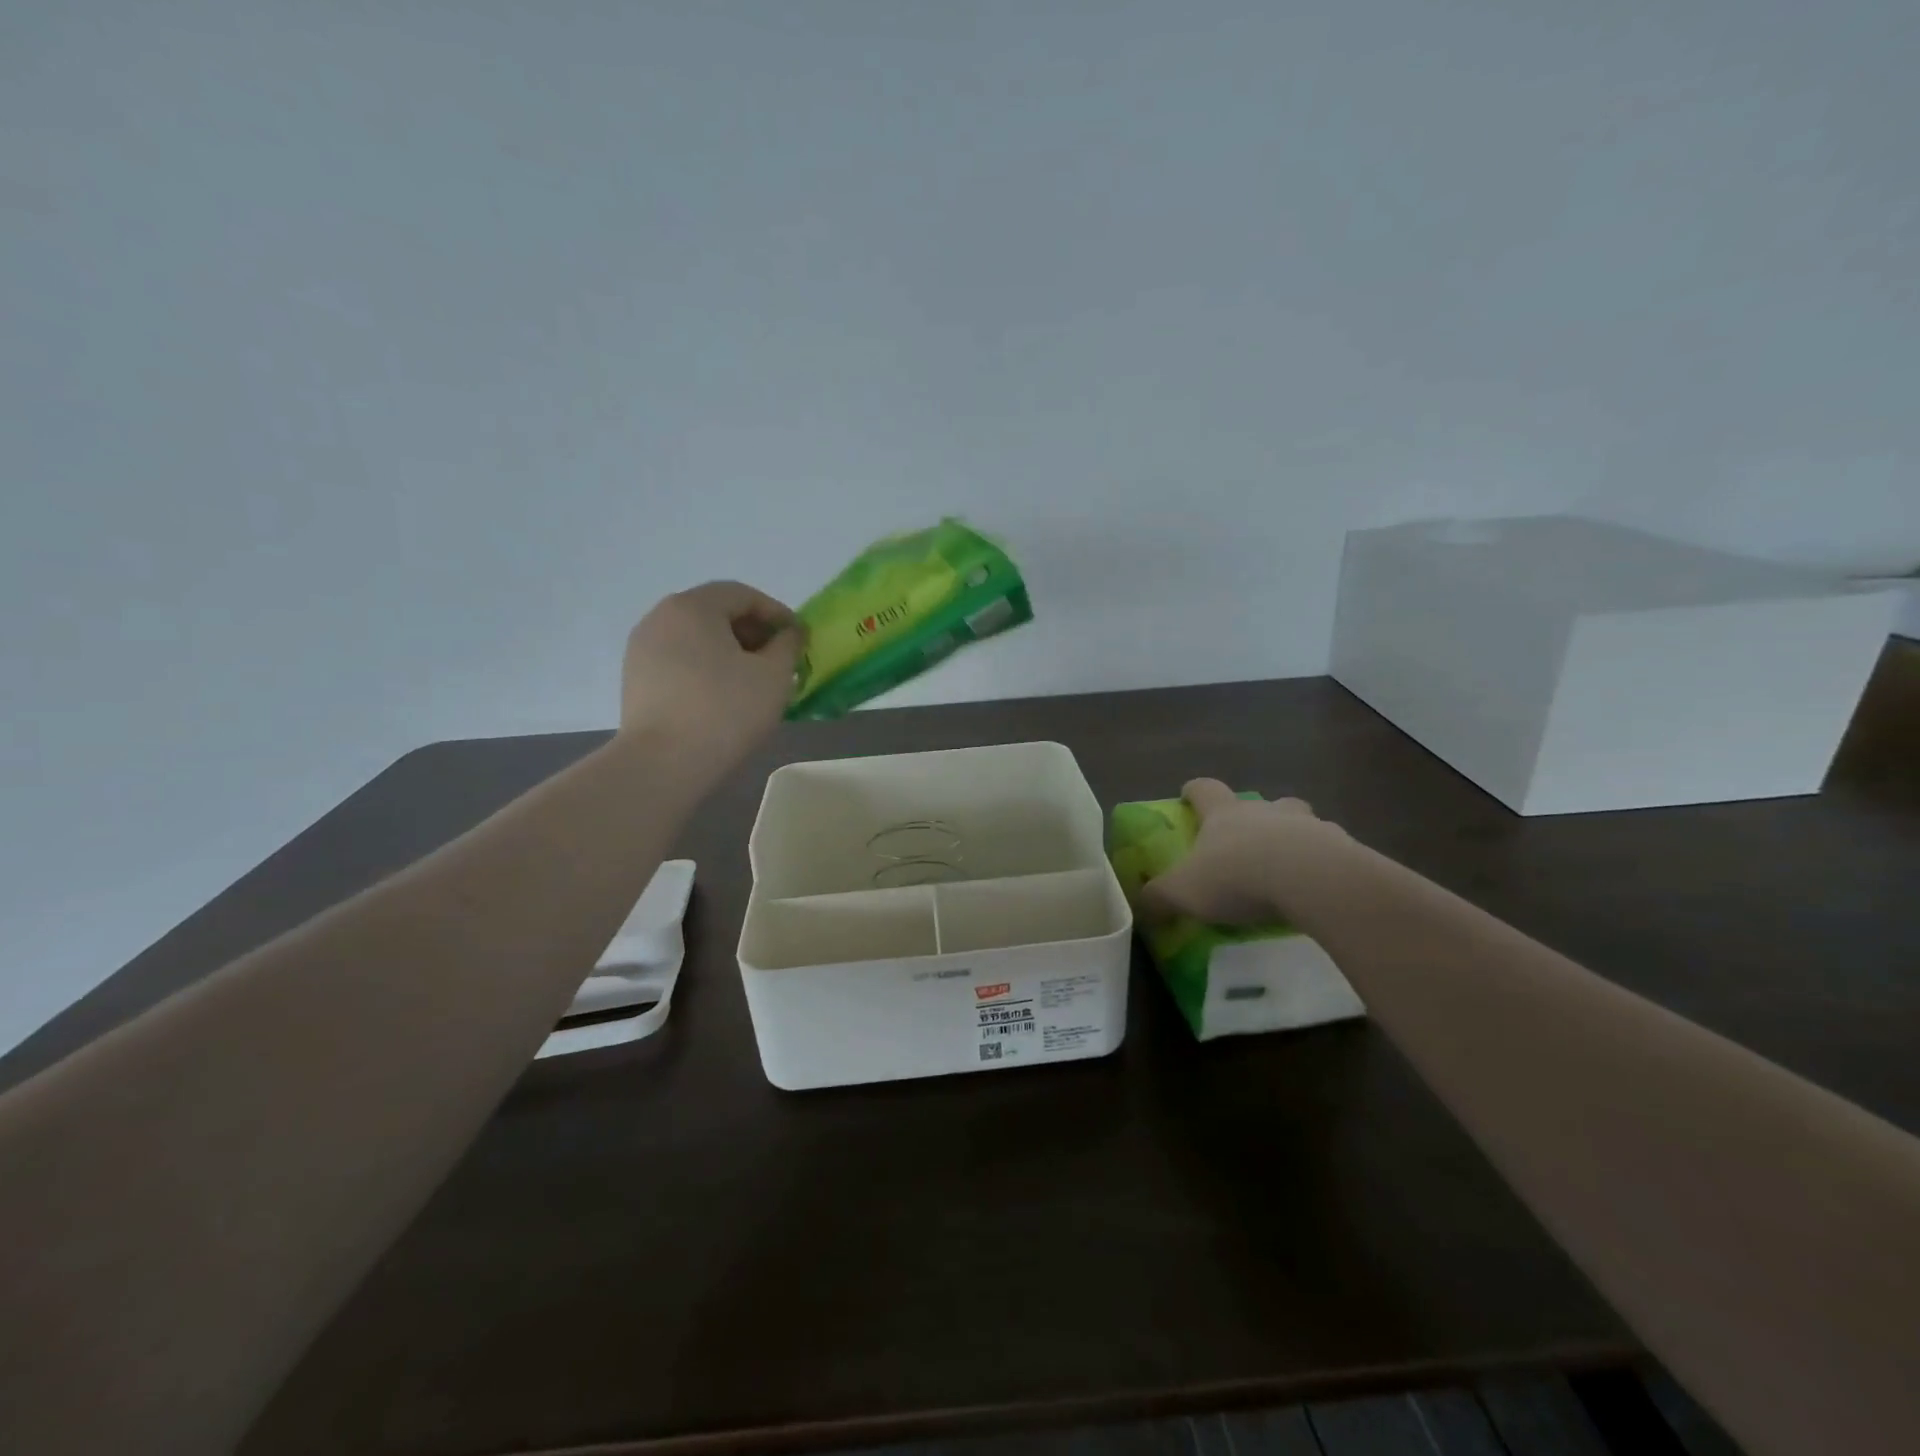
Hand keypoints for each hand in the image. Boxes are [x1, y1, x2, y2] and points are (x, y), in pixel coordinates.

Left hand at [620, 581, 802, 772]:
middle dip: (753, 633)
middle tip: (780, 662)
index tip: (798, 639)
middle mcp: (661, 617)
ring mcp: (642, 649)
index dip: (777, 613)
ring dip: (730, 652)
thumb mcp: (774, 675)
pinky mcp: (636, 679)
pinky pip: (680, 661)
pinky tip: (723, 697)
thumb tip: (789, 634)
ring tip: (754, 682)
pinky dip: (706, 668)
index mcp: (693, 607)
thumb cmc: (725, 711)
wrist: (662, 764)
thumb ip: (788, 645)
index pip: (743, 595)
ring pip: (697, 638)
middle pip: (716, 613)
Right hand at [1141, 778, 1349, 925]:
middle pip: (1259, 802)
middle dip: (1255, 816)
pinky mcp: (1342, 848)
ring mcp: (1308, 826)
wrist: (1311, 880)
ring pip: (1300, 822)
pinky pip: (1332, 852)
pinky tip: (1319, 891)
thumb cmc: (1237, 876)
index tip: (1189, 796)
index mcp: (1224, 814)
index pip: (1205, 789)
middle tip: (1248, 842)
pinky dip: (1325, 865)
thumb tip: (1141, 904)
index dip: (1194, 792)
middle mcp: (1265, 811)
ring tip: (1289, 869)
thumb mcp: (1183, 891)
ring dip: (1294, 837)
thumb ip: (1158, 897)